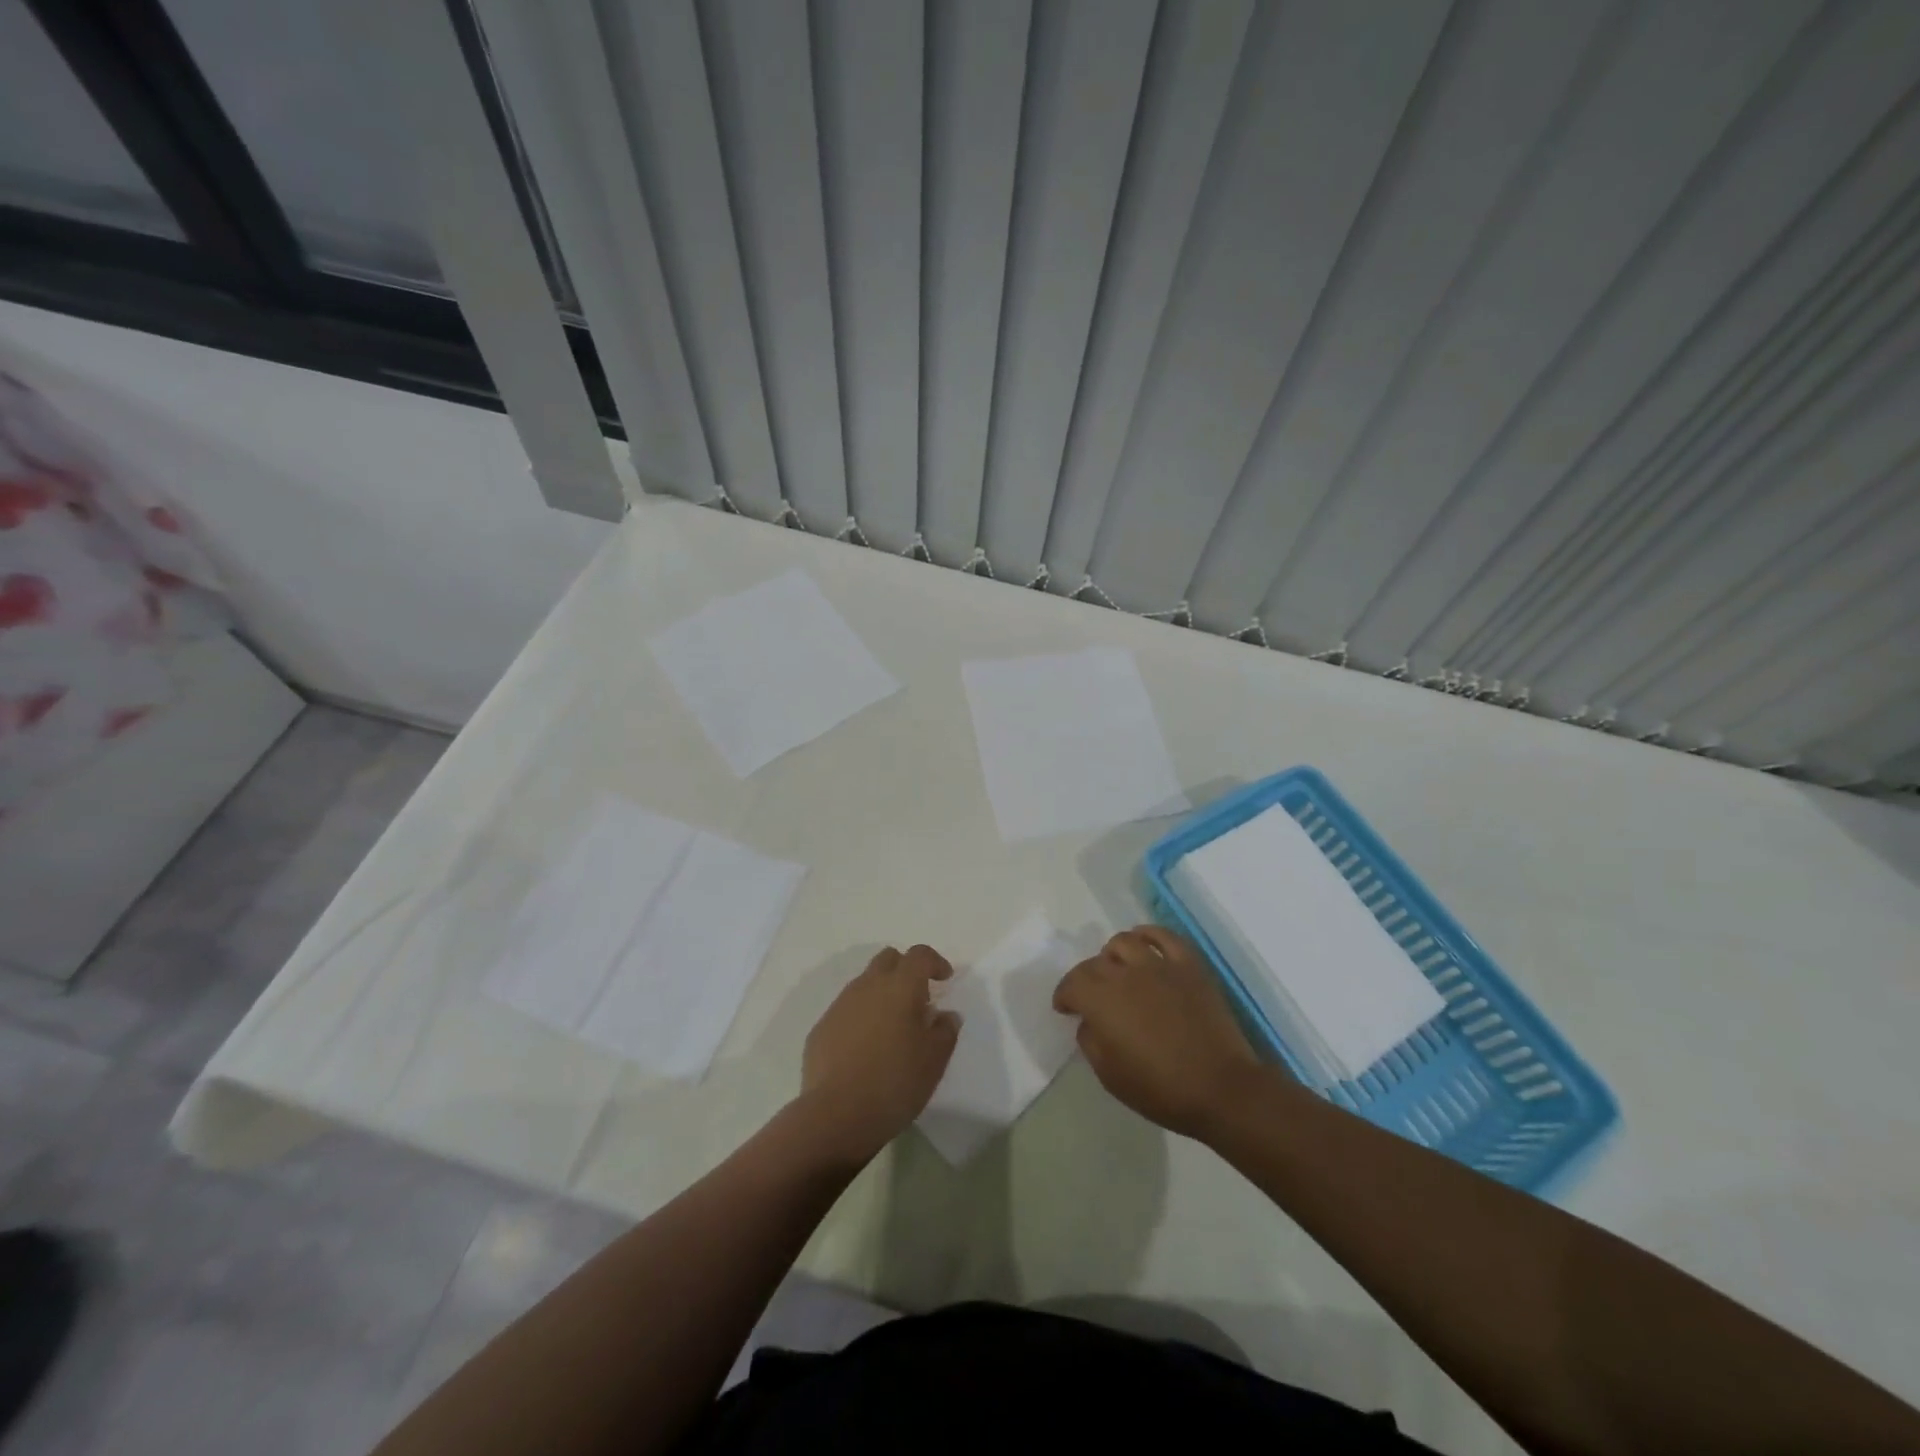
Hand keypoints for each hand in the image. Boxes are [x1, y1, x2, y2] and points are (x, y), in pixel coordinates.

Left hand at [798, 945, 959, 1165]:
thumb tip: (945, 1015)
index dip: (935, 962)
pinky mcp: (821, 1028)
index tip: (945, 980)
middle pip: (888, 959)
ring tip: (892, 1027)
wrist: (837, 1115)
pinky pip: (847, 1010)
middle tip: (918, 999)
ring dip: (882, 994)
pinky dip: (861, 1017)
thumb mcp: (935, 1060)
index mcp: (900, 987)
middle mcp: (868, 986)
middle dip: (905, 970)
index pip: (920, 955)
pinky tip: (866, 1048)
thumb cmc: (895, 1082)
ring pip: (865, 983)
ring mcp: (840, 1005)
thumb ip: (945, 1030)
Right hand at [1053, 925, 1260, 1140]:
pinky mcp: (1189, 965)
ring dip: (1114, 954)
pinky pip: (1164, 936)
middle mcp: (1126, 974)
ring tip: (1118, 969)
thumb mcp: (1110, 1076)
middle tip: (1091, 996)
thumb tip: (1089, 1022)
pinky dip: (1149, 935)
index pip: (1072, 983)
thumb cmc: (1161, 1089)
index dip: (1064, 994)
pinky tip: (1145, 944)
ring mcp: (1159, 965)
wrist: (1221, 1088)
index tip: (1065, 1008)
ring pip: (1125, 942)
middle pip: (1096, 963)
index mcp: (1102, 1001)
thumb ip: (1091, 1042)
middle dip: (1086, 978)